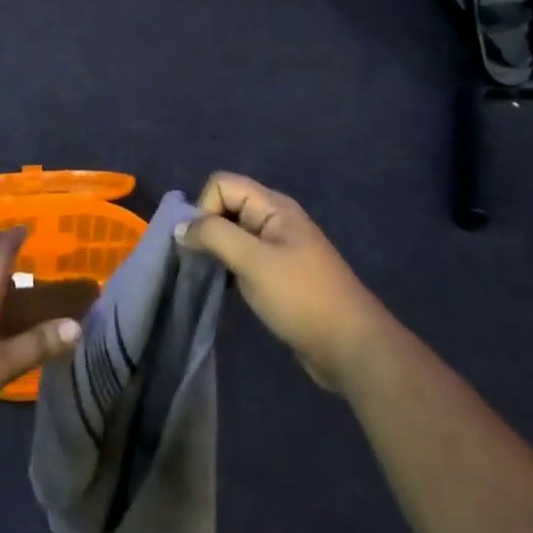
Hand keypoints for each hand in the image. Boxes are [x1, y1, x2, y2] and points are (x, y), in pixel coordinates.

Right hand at [175, 173, 381, 389]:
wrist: (351, 348)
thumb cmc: (301, 297)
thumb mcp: (253, 261)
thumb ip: (214, 235)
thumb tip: (180, 227)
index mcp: (273, 206)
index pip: (221, 184)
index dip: (205, 208)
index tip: (204, 244)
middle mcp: (275, 219)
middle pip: (226, 205)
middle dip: (207, 229)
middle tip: (203, 263)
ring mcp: (278, 247)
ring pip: (233, 233)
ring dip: (217, 250)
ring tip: (213, 277)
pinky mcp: (279, 273)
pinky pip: (244, 256)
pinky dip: (230, 267)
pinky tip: (229, 289)